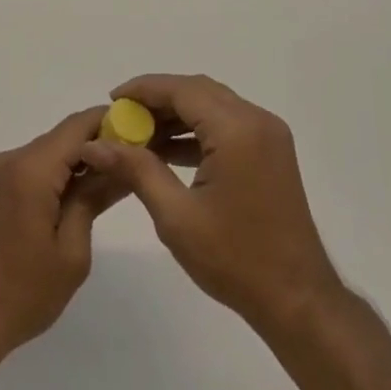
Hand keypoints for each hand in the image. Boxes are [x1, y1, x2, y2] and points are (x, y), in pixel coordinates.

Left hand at [0, 108, 123, 364]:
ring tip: (111, 182)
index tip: (142, 132)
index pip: (78, 126)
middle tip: (134, 161)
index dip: (111, 122)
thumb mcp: (71, 252)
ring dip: (77, 162)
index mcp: (31, 169)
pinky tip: (76, 198)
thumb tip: (119, 168)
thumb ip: (93, 200)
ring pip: (47, 153)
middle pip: (62, 137)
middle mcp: (11, 160)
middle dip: (98, 144)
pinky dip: (56, 175)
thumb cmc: (21, 293)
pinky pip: (31, 169)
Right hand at [79, 74, 342, 332]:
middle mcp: (256, 120)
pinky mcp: (271, 151)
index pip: (182, 89)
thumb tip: (94, 144)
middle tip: (122, 118)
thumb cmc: (234, 259)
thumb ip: (135, 169)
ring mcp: (268, 135)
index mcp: (236, 129)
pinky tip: (168, 151)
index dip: (144, 89)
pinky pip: (227, 125)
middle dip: (158, 100)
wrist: (297, 300)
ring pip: (213, 105)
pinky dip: (198, 131)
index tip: (112, 100)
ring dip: (177, 115)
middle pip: (198, 92)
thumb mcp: (176, 216)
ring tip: (139, 135)